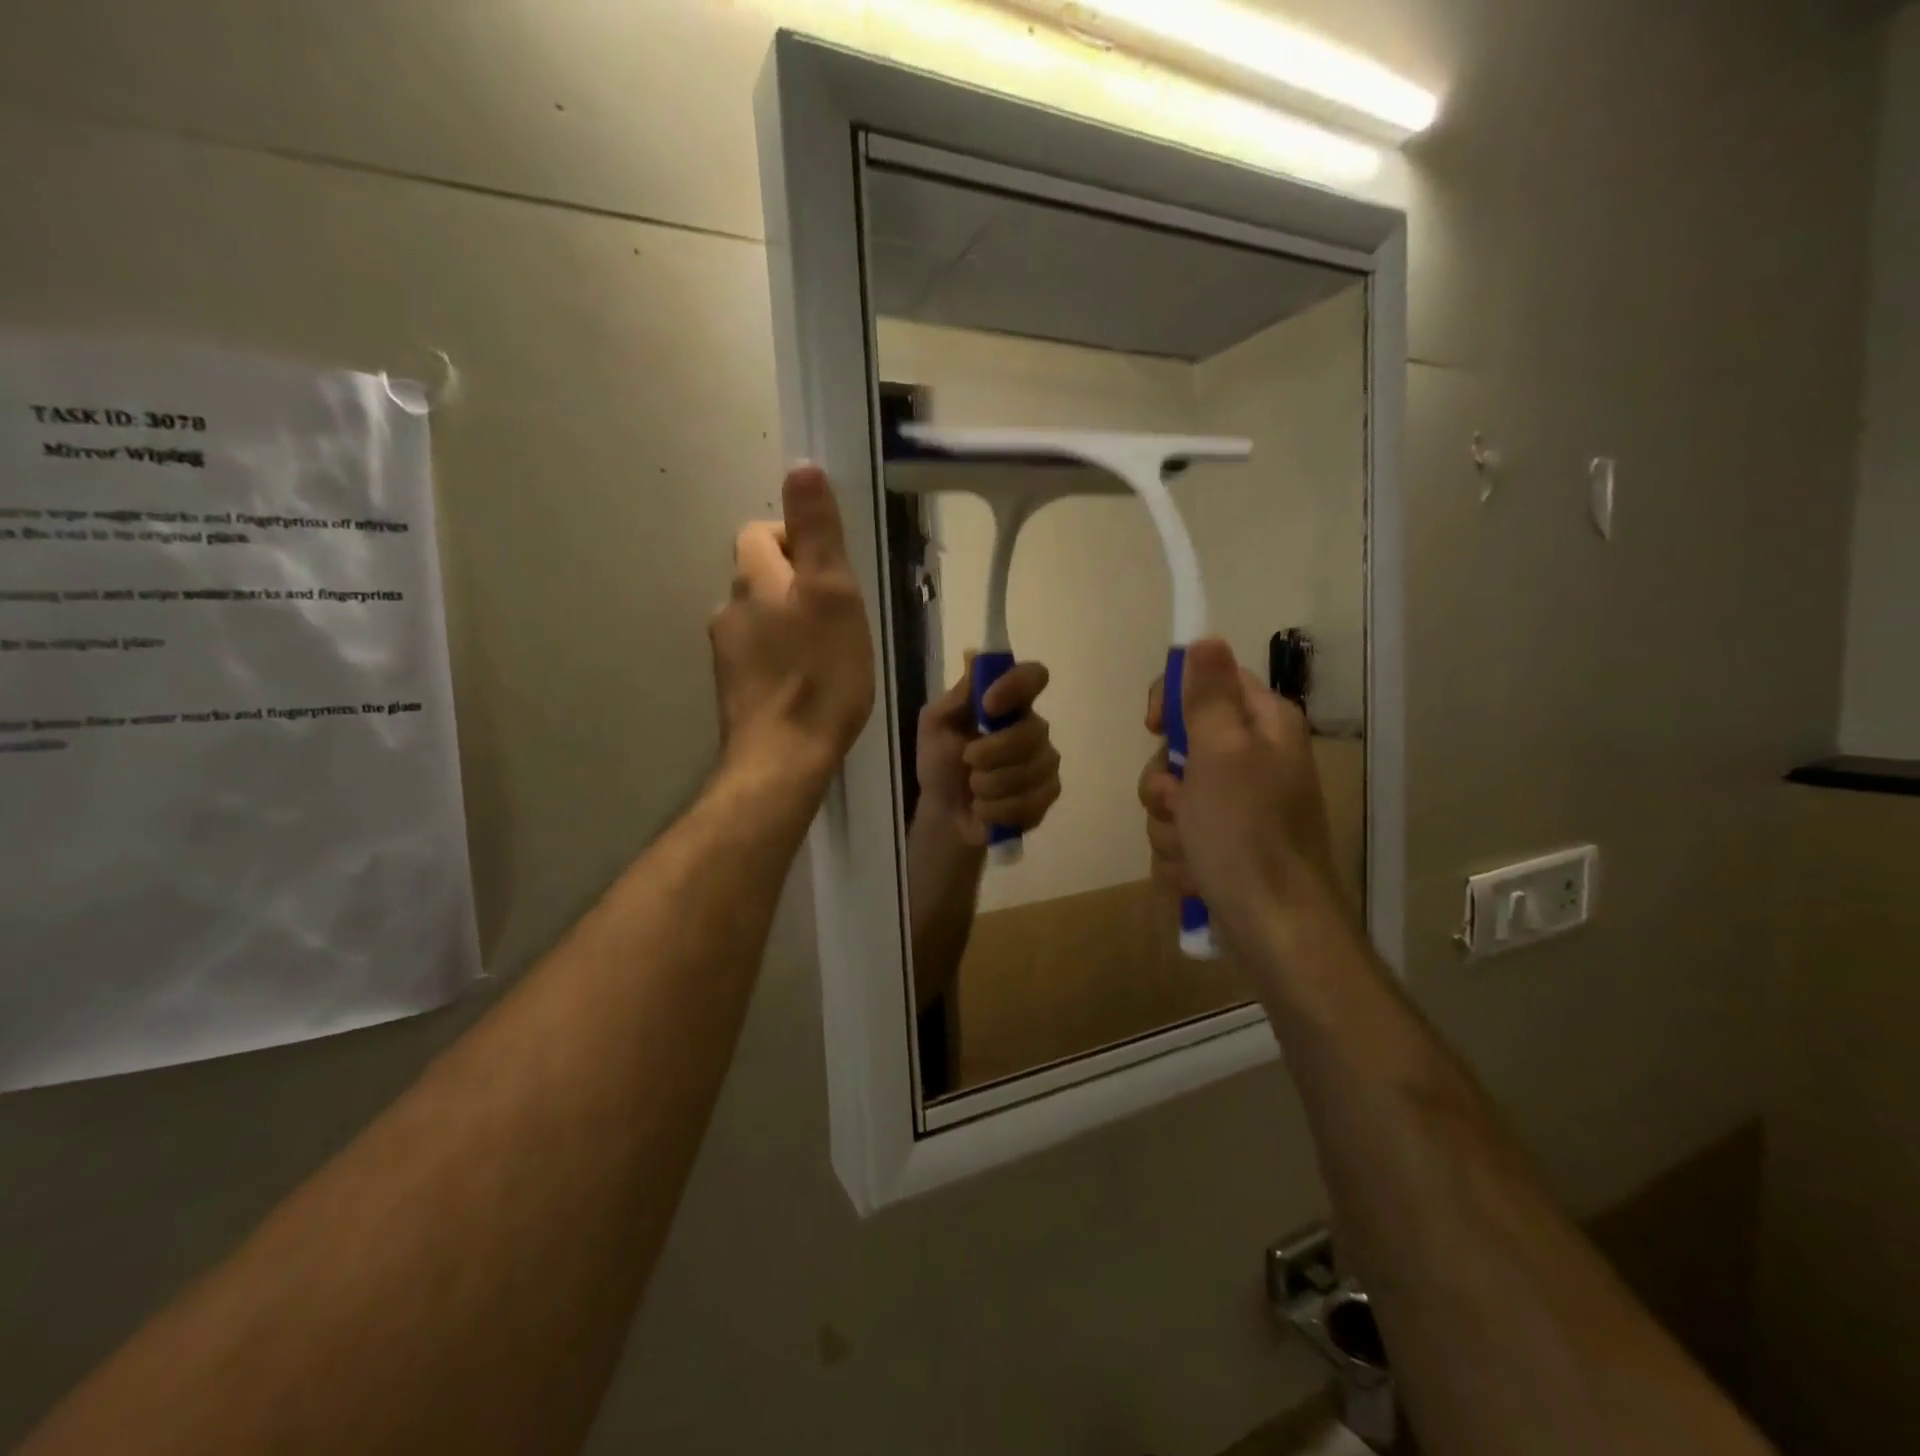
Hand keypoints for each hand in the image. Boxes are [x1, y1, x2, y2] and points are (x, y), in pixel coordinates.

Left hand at [710, 466, 874, 790]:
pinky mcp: (735, 692)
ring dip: (789, 623)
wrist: (783, 758)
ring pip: (760, 619)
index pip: (759, 533)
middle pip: (759, 577)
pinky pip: (760, 657)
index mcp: (753, 581)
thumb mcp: (832, 594)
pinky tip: (808, 684)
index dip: (794, 538)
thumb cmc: (819, 673)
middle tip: (839, 614)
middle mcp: (729, 610)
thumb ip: (817, 531)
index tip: (830, 570)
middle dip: (795, 584)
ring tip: (828, 652)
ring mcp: (727, 655)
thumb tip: (801, 466)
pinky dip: (782, 658)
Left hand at [916, 657, 1060, 847]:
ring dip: (990, 784)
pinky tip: (985, 809)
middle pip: (1033, 731)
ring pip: (1031, 770)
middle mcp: (1033, 727)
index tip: (988, 706)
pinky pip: (1031, 800)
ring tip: (974, 788)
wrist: (944, 814)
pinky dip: (998, 809)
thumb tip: (974, 655)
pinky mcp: (1047, 795)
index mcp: (1008, 702)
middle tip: (967, 761)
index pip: (1033, 676)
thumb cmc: (940, 763)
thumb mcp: (935, 725)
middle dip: (992, 752)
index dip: (1015, 686)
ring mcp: (1045, 762)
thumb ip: (957, 696)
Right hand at [1137, 639, 1338, 938]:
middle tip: (1179, 803)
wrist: (1275, 928)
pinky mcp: (1224, 844)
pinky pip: (1179, 834)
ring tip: (1193, 849)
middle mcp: (1253, 759)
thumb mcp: (1221, 754)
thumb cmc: (1246, 835)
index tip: (1154, 726)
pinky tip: (1198, 874)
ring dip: (1168, 825)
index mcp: (1262, 726)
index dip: (1172, 699)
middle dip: (1164, 781)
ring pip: (1171, 795)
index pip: (1208, 681)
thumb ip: (1207, 696)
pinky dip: (1180, 855)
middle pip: (1179, 745)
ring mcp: (1238, 806)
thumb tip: (1205, 637)